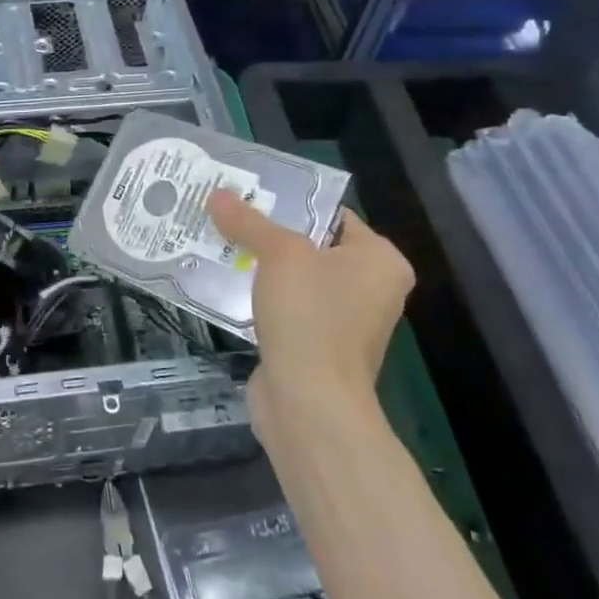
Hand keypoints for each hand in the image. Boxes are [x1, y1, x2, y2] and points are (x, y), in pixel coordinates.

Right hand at [206, 190, 412, 415]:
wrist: (309, 404)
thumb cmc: (311, 317)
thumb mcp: (279, 255)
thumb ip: (249, 221)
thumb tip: (217, 194)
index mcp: (380, 261)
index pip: (334, 215)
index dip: (292, 202)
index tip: (249, 194)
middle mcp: (371, 289)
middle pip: (311, 246)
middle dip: (268, 234)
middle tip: (227, 215)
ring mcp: (344, 322)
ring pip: (295, 279)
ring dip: (260, 266)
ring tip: (218, 243)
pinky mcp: (317, 347)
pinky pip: (286, 309)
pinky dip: (260, 297)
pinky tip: (224, 283)